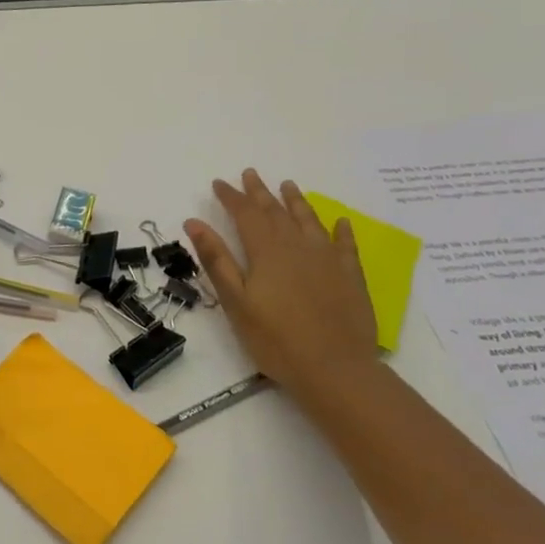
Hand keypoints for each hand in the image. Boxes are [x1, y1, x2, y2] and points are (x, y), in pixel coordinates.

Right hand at [184, 172, 379, 392]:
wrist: (336, 370)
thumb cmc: (275, 339)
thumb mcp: (235, 301)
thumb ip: (216, 259)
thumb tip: (194, 222)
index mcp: (266, 251)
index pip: (245, 214)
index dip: (231, 197)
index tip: (219, 183)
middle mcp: (297, 246)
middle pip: (276, 211)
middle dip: (260, 192)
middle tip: (250, 174)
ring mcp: (328, 260)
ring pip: (309, 221)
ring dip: (296, 201)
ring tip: (288, 185)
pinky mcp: (350, 277)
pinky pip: (346, 245)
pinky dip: (341, 230)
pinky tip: (340, 222)